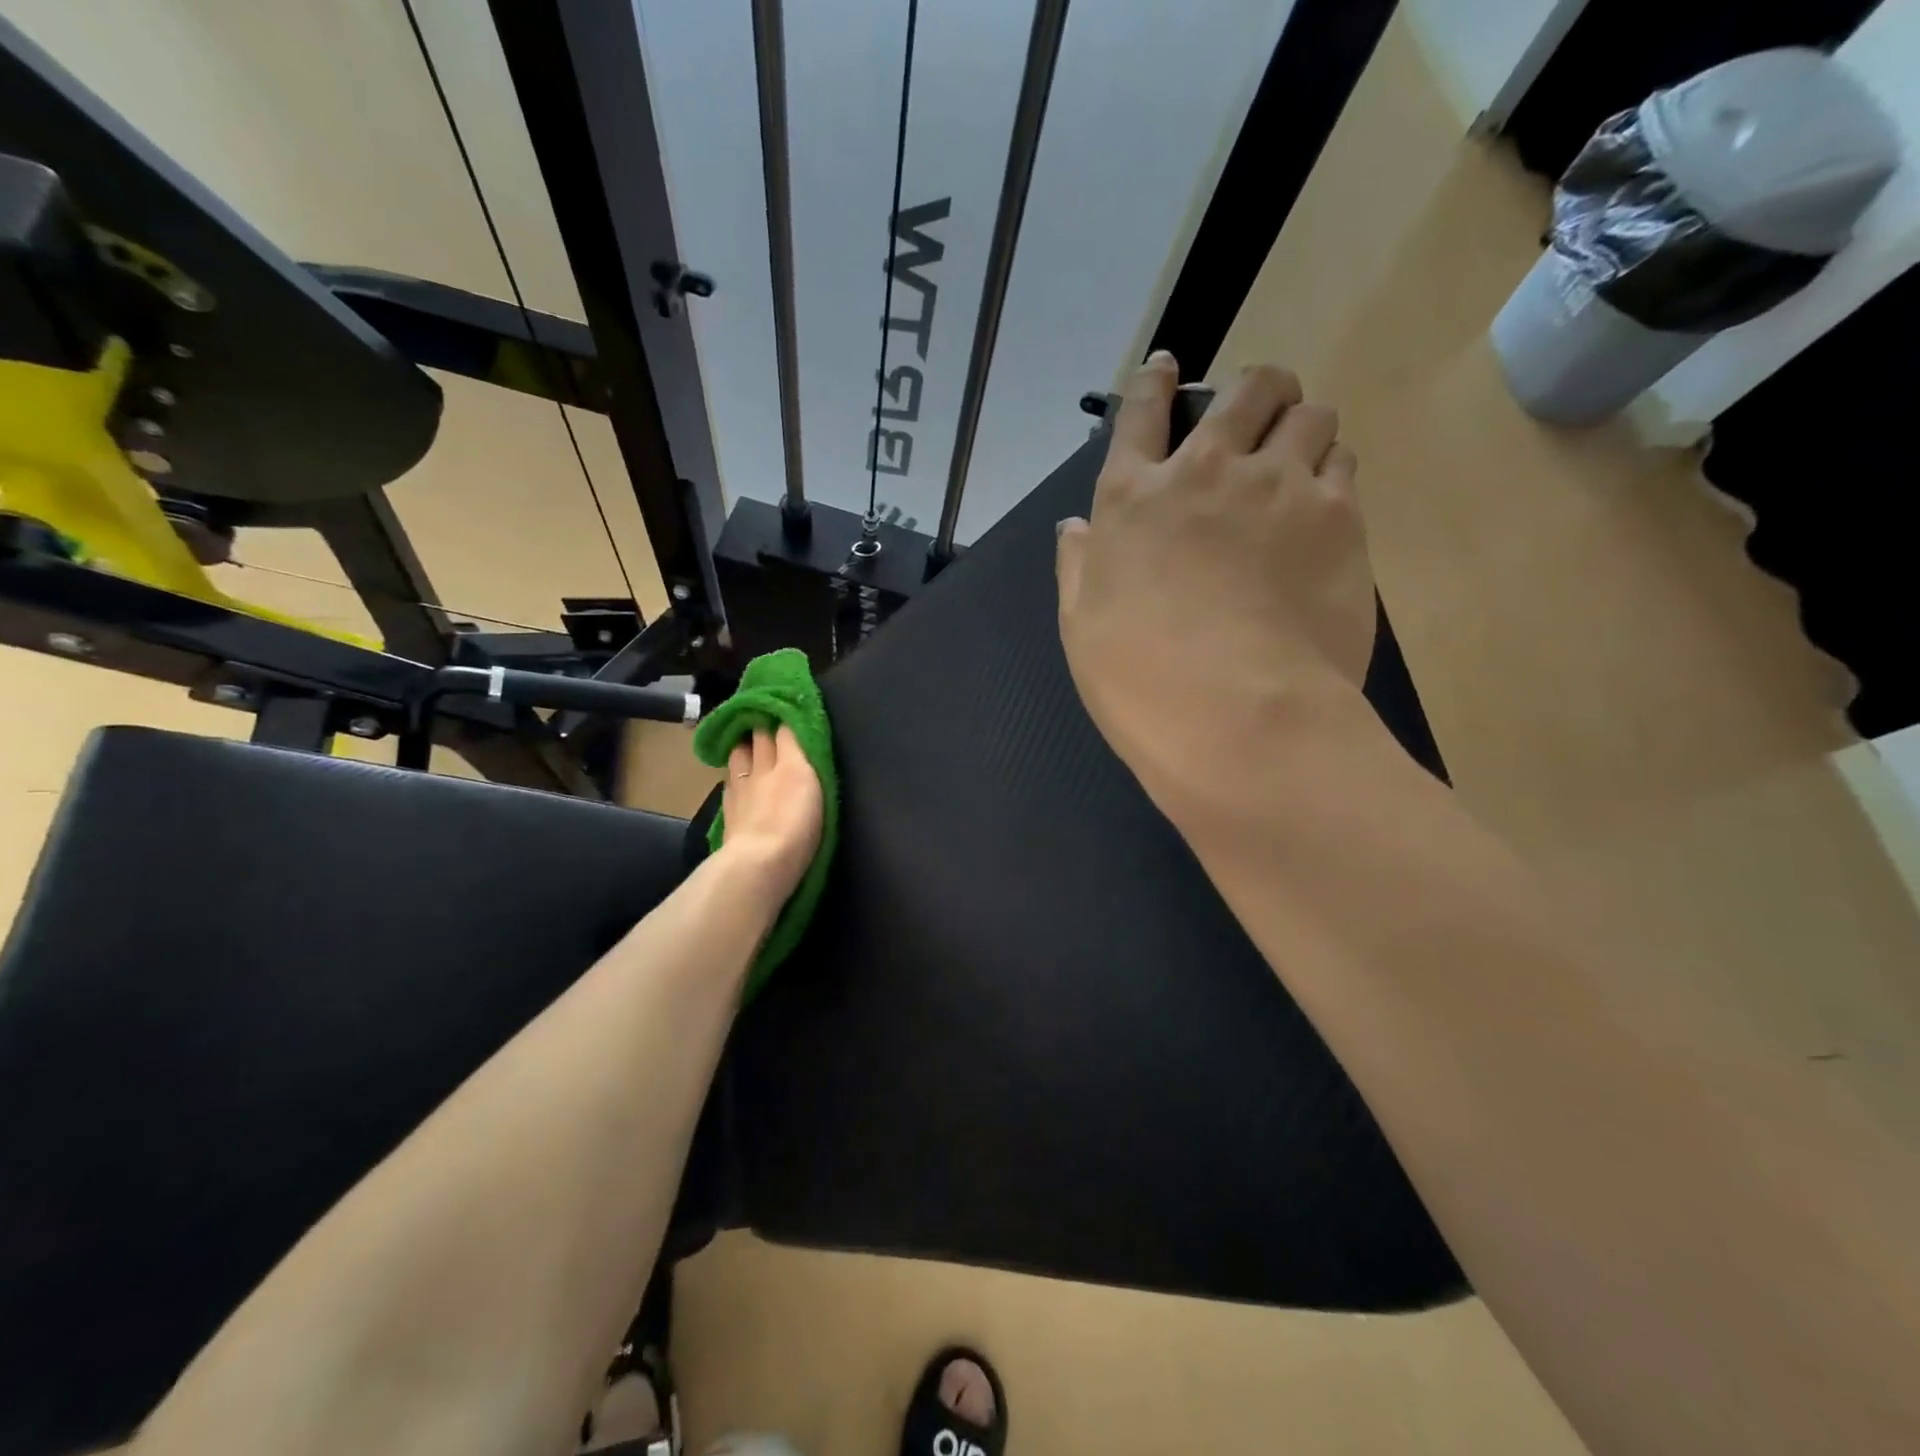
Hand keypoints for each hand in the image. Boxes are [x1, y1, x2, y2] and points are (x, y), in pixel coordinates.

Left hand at [718, 724, 823, 903]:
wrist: (760, 863)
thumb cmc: (797, 824)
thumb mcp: (808, 780)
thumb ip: (800, 750)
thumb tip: (790, 724)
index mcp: (787, 762)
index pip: (783, 729)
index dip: (783, 715)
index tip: (786, 704)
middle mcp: (760, 769)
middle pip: (757, 738)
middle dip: (760, 724)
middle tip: (765, 716)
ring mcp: (740, 791)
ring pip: (738, 757)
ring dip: (743, 746)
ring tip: (747, 744)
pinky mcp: (729, 813)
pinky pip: (730, 783)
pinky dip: (734, 775)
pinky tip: (736, 779)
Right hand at [1056, 354, 1375, 816]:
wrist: (1239, 719)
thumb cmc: (1142, 681)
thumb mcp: (1082, 629)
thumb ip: (1078, 567)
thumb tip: (1076, 527)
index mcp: (1133, 499)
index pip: (1142, 414)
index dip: (1154, 383)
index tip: (1166, 365)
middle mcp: (1207, 472)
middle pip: (1243, 389)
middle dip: (1252, 389)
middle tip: (1256, 414)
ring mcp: (1279, 487)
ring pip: (1307, 412)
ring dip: (1299, 426)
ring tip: (1297, 461)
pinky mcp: (1339, 516)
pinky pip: (1345, 461)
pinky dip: (1333, 469)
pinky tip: (1323, 503)